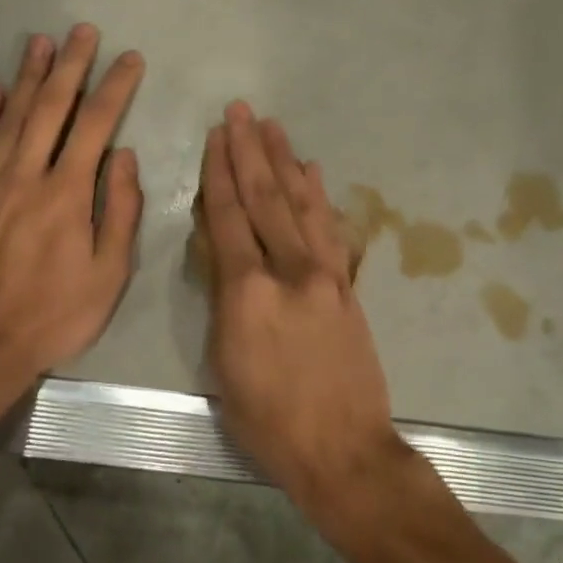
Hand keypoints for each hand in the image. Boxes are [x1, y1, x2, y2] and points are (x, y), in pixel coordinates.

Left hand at [0, 24, 144, 391]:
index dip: (115, 87)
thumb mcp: (109, 275)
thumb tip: (123, 156)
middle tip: (82, 31)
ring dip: (28, 77)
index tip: (129, 58)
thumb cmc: (54, 316)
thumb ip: (119, 211)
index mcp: (67, 195)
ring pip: (10, 118)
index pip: (96, 125)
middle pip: (51, 109)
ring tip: (41, 42)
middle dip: (71, 66)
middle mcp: (25, 177)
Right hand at [199, 101, 413, 537]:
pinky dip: (319, 196)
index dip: (219, 174)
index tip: (215, 137)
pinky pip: (331, 230)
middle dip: (249, 151)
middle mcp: (289, 271)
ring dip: (284, 161)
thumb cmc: (267, 420)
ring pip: (300, 205)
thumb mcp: (223, 364)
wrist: (343, 450)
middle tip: (240, 111)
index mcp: (247, 293)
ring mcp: (325, 275)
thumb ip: (223, 301)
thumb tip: (224, 257)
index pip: (229, 219)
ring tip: (272, 126)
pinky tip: (311, 171)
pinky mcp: (347, 286)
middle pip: (265, 199)